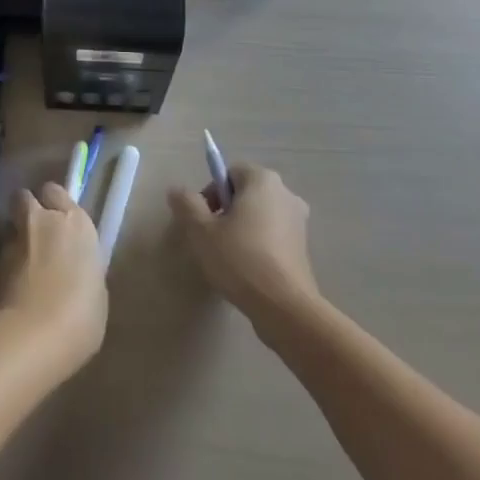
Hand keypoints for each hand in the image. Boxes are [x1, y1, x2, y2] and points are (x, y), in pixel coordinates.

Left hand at [0, 183, 107, 379]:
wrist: (35, 337)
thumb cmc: (81, 315)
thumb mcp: (96, 289)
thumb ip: (82, 267)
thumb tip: (72, 269)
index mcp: (74, 222)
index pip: (56, 192)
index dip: (54, 204)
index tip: (59, 219)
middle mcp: (42, 221)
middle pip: (25, 197)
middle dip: (27, 210)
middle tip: (37, 233)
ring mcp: (13, 241)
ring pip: (10, 226)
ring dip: (16, 240)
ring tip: (23, 266)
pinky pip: (0, 257)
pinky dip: (5, 267)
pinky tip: (13, 289)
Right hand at [169, 162, 318, 322]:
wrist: (285, 308)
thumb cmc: (241, 259)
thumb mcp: (202, 231)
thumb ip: (187, 204)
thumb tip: (176, 190)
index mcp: (263, 180)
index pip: (229, 172)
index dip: (212, 192)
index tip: (203, 220)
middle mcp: (285, 193)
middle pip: (246, 193)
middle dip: (226, 211)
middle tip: (212, 238)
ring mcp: (298, 220)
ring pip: (259, 215)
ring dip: (242, 228)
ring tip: (228, 257)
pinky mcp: (303, 247)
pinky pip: (273, 235)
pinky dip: (259, 244)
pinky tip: (248, 269)